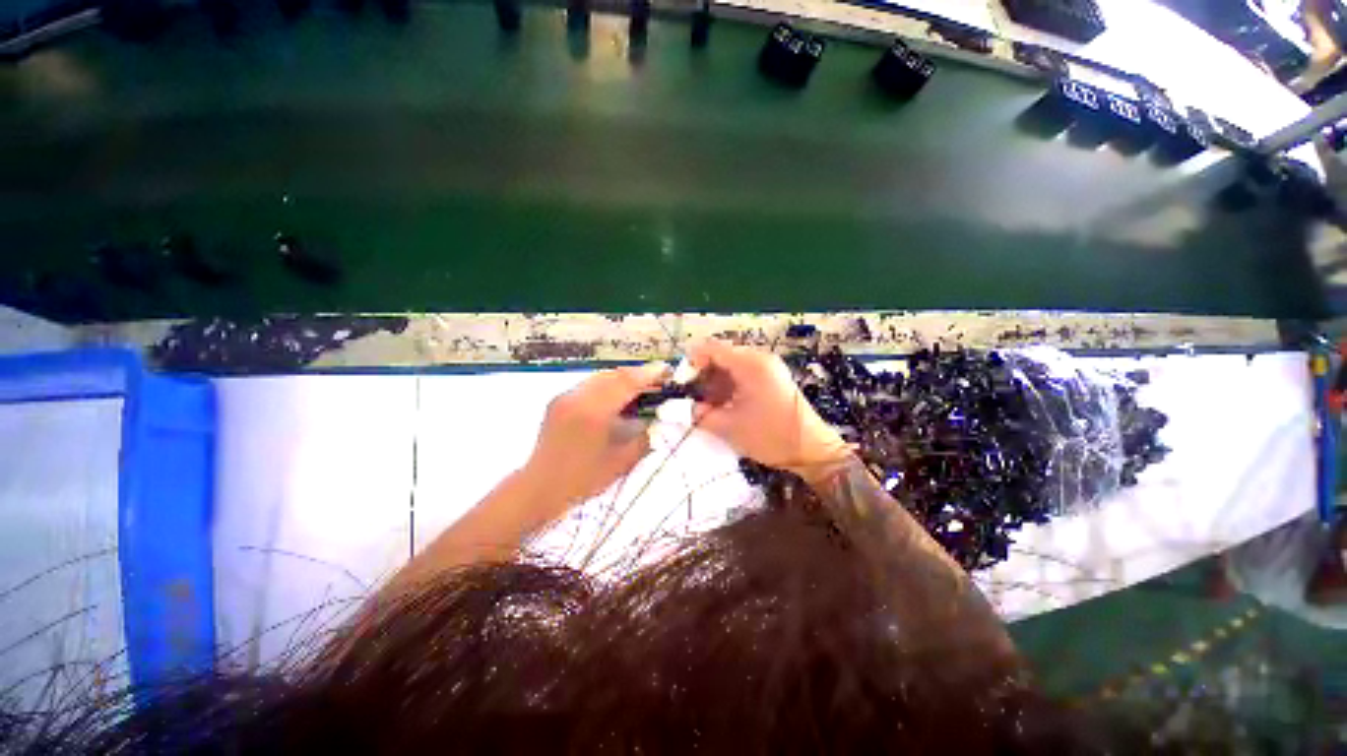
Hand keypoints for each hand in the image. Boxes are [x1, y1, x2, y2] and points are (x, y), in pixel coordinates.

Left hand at [521, 362, 669, 515]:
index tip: (667, 371)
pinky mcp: (559, 401)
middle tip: (658, 381)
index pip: (626, 383)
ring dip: (623, 379)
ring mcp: (565, 396)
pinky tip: (618, 397)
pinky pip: (589, 385)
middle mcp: (577, 397)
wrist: (539, 488)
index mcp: (593, 412)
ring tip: (641, 388)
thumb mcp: (621, 462)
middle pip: (614, 374)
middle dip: (638, 374)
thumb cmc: (582, 480)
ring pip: (601, 377)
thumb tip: (660, 421)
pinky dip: (608, 386)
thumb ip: (644, 438)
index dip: (649, 374)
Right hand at [687, 338, 849, 484]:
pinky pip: (742, 373)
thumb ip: (699, 414)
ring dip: (714, 381)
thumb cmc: (770, 436)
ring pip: (730, 365)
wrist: (812, 450)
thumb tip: (681, 408)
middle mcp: (759, 358)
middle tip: (691, 397)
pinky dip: (728, 385)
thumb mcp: (728, 426)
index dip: (691, 364)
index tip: (682, 385)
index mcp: (750, 364)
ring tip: (706, 404)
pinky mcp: (772, 377)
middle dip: (702, 374)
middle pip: (720, 355)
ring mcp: (768, 366)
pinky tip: (722, 404)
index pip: (711, 349)